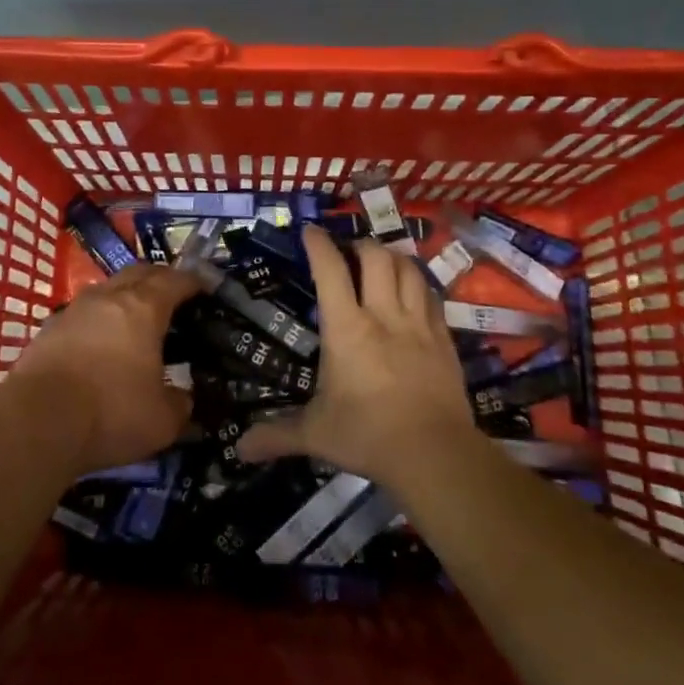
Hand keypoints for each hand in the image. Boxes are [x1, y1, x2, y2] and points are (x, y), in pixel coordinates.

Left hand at [8, 264, 199, 473]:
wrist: (36, 421)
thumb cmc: (110, 412)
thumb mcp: (162, 421)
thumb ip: (180, 405)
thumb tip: (183, 399)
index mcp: (144, 308)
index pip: (175, 281)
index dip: (193, 281)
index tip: (205, 287)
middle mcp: (109, 297)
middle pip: (139, 272)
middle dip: (160, 278)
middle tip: (173, 296)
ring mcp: (75, 309)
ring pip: (107, 288)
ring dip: (125, 295)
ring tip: (136, 318)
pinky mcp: (49, 328)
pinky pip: (83, 312)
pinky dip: (99, 318)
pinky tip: (101, 342)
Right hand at [237, 226, 473, 485]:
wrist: (435, 454)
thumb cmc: (367, 435)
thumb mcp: (315, 434)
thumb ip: (276, 435)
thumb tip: (239, 449)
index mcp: (346, 329)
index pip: (330, 270)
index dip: (319, 244)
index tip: (310, 230)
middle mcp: (383, 315)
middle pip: (376, 257)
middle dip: (360, 245)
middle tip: (349, 251)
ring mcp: (418, 325)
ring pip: (409, 270)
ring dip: (393, 258)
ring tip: (382, 262)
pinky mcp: (444, 340)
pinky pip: (432, 297)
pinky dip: (419, 285)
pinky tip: (414, 291)